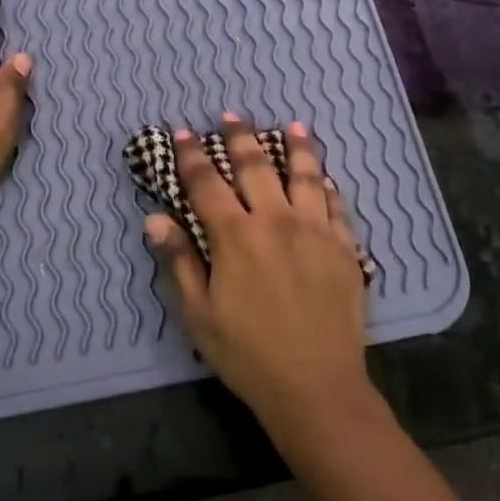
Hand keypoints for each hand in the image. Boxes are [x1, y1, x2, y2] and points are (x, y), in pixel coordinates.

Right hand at [145, 114, 370, 436]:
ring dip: (297, 148)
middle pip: (256, 167)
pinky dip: (327, 187)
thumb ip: (179, 261)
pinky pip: (336, 207)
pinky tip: (325, 178)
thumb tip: (155, 219)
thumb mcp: (199, 313)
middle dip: (241, 138)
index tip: (184, 133)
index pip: (207, 184)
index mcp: (236, 236)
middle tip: (233, 116)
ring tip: (294, 126)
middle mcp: (276, 221)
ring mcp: (315, 231)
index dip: (192, 157)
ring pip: (305, 177)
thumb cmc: (247, 353)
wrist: (315, 384)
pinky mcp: (344, 248)